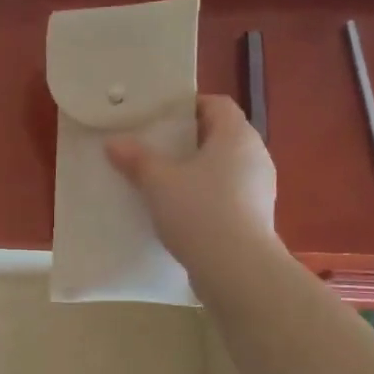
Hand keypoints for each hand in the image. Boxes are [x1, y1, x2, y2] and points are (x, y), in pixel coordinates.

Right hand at [106, 95, 277, 268]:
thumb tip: (114, 142)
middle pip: (221, 135)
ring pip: (225, 166)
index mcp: (236, 135)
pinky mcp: (257, 215)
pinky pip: (229, 193)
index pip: (217, 104)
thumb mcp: (158, 182)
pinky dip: (207, 194)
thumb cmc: (199, 211)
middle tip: (155, 148)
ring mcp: (260, 187)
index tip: (160, 118)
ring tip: (164, 181)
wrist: (237, 269)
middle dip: (188, 139)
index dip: (189, 106)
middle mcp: (255, 155)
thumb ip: (136, 159)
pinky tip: (182, 210)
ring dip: (198, 170)